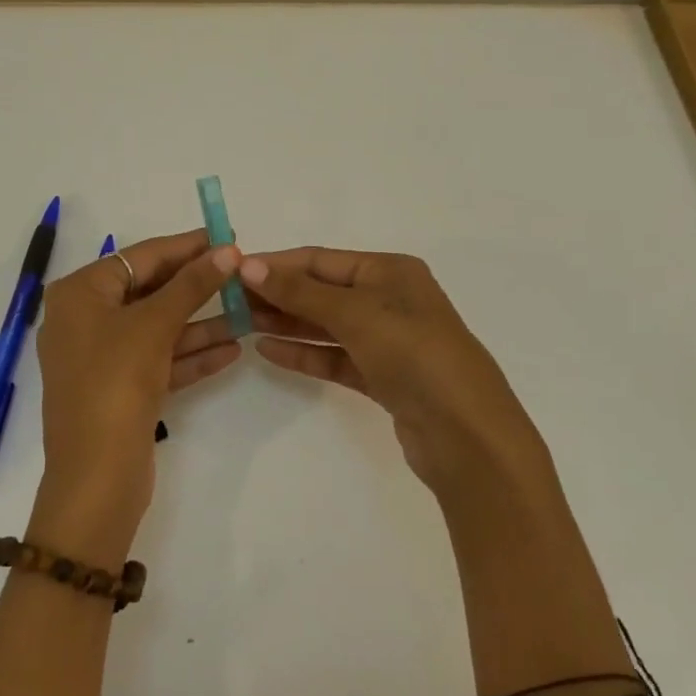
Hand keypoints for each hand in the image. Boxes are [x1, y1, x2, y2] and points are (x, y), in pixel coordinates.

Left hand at [30, 230, 243, 557]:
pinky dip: (190, 355)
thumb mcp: (154, 326)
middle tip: (240, 272)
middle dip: (196, 286)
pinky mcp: (119, 389)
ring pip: (158, 328)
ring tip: (247, 311)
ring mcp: (101, 357)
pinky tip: (232, 349)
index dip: (186, 246)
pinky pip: (158, 360)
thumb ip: (192, 285)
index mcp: (79, 294)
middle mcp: (84, 319)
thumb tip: (228, 250)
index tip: (226, 235)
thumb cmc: (115, 383)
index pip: (140, 257)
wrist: (96, 477)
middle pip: (149, 291)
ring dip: (200, 323)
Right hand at [238, 248, 548, 503]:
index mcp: (390, 271)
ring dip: (286, 323)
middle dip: (278, 294)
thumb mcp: (356, 313)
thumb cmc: (414, 354)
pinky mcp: (384, 377)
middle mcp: (390, 299)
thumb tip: (247, 264)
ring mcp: (388, 341)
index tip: (232, 272)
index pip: (321, 260)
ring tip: (240, 324)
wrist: (466, 435)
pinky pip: (335, 357)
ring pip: (326, 325)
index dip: (276, 264)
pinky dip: (304, 353)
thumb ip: (300, 291)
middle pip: (322, 291)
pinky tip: (268, 351)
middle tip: (229, 301)